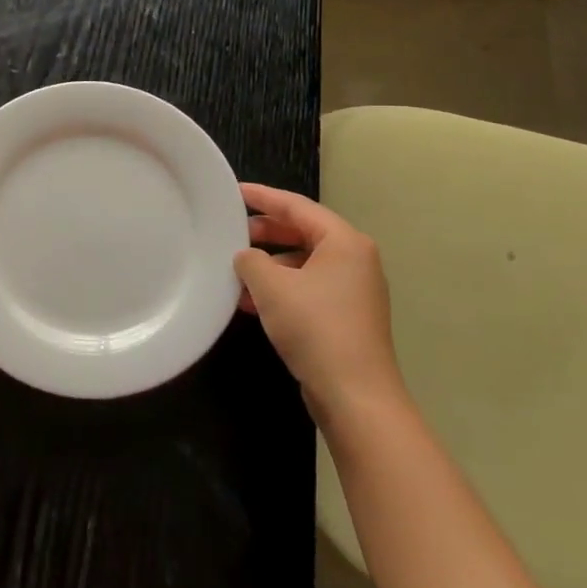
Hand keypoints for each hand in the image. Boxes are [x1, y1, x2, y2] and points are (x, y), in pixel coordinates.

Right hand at [234, 184, 403, 420]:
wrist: (355, 396)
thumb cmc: (315, 327)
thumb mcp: (271, 286)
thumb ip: (251, 260)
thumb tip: (245, 256)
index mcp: (344, 241)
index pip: (297, 206)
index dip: (262, 196)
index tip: (234, 192)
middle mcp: (354, 260)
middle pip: (302, 232)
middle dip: (265, 232)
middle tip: (231, 230)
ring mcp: (352, 290)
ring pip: (303, 263)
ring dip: (269, 265)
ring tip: (235, 269)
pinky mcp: (345, 317)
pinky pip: (307, 289)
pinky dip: (280, 289)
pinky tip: (250, 301)